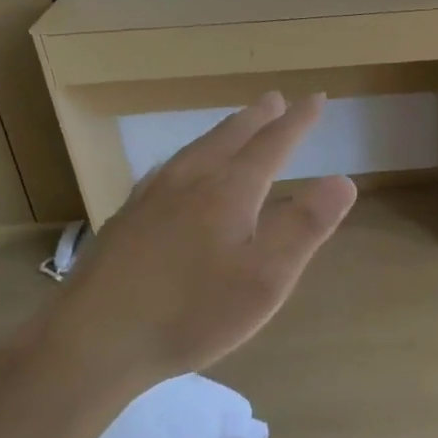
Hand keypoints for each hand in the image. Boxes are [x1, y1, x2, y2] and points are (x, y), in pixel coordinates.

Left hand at [52, 93, 355, 388]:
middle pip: (230, 137)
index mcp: (229, 191)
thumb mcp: (265, 279)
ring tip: (237, 124)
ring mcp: (152, 196)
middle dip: (259, 117)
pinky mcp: (127, 217)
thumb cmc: (192, 313)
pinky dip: (189, 155)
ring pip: (196, 148)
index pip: (273, 144)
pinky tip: (180, 168)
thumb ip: (305, 227)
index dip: (299, 122)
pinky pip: (168, 168)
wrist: (94, 338)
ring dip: (224, 131)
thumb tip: (343, 180)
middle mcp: (191, 181)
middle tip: (276, 99)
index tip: (318, 99)